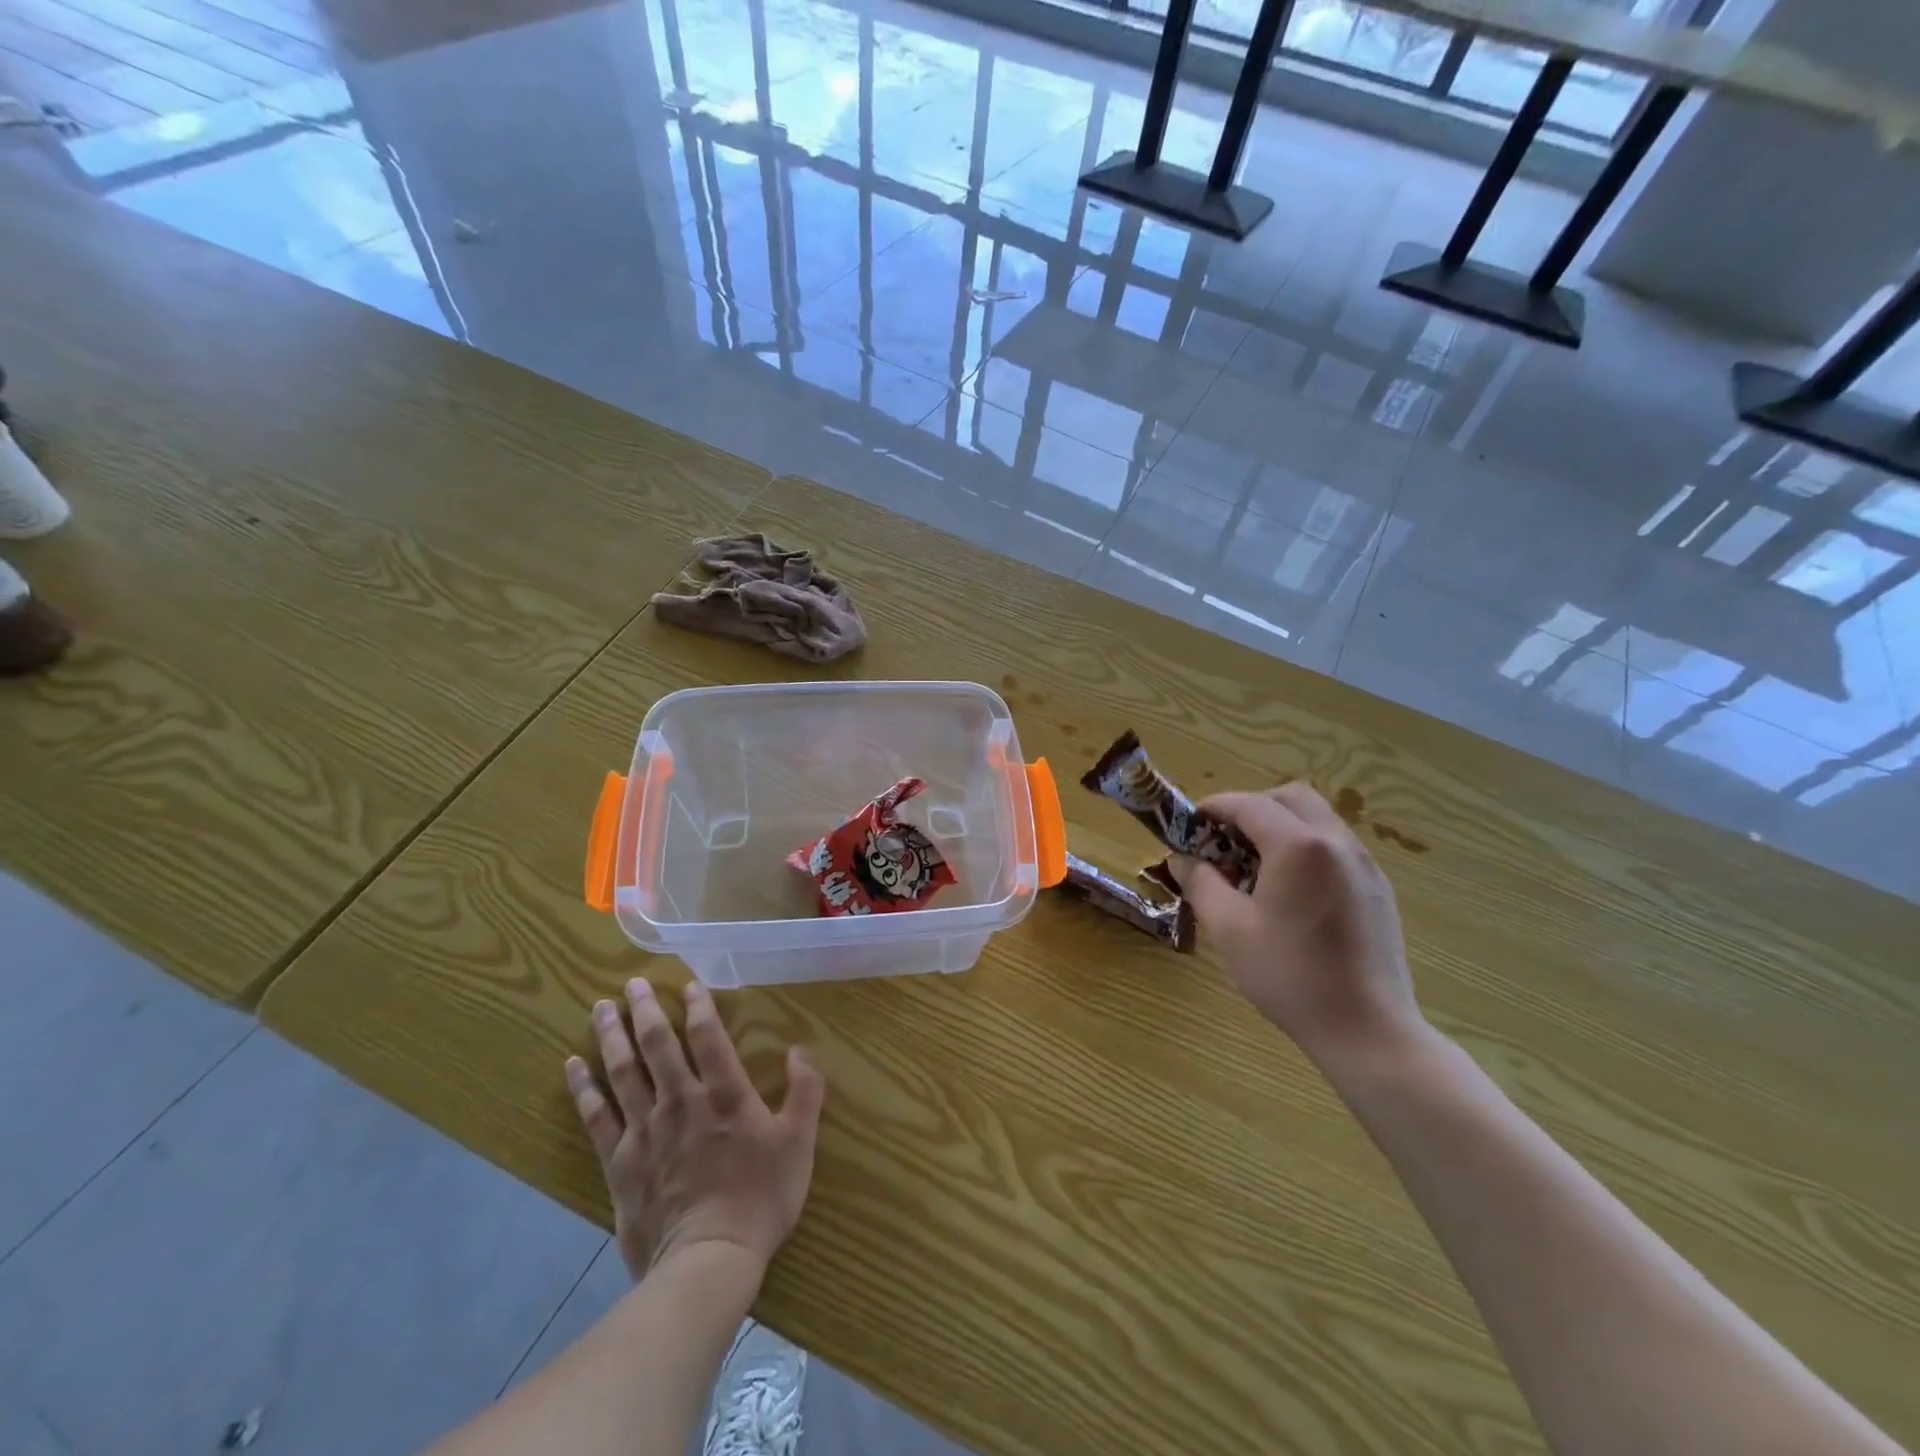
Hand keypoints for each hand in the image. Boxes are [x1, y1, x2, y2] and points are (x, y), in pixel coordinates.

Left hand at [565, 977, 825, 1281]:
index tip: (688, 984)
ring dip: (612, 1036)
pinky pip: (596, 1118)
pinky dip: (583, 1089)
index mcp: (725, 1093)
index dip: (698, 1006)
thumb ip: (805, 1091)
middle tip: (632, 983)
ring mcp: (645, 1130)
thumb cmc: (761, 1197)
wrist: (708, 1261)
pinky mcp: (620, 1162)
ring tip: (600, 1008)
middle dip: (645, 1010)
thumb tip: (799, 1049)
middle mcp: (681, 1100)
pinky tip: (573, 1066)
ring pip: (623, 1072)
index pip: (708, 1036)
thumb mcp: (799, 1142)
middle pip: (657, 1045)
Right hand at [1169, 783, 1424, 1065]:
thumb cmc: (1291, 975)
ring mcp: (1364, 864)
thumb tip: (1181, 859)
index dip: (1214, 807)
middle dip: (1252, 808)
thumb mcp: (1229, 929)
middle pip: (1290, 797)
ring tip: (1255, 866)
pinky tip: (1291, 890)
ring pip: (1317, 818)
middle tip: (1225, 841)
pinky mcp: (1378, 888)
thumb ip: (1201, 883)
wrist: (1368, 1029)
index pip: (1248, 804)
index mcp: (1298, 846)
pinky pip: (1335, 846)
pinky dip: (1306, 847)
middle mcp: (1337, 842)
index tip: (1189, 823)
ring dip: (1280, 826)